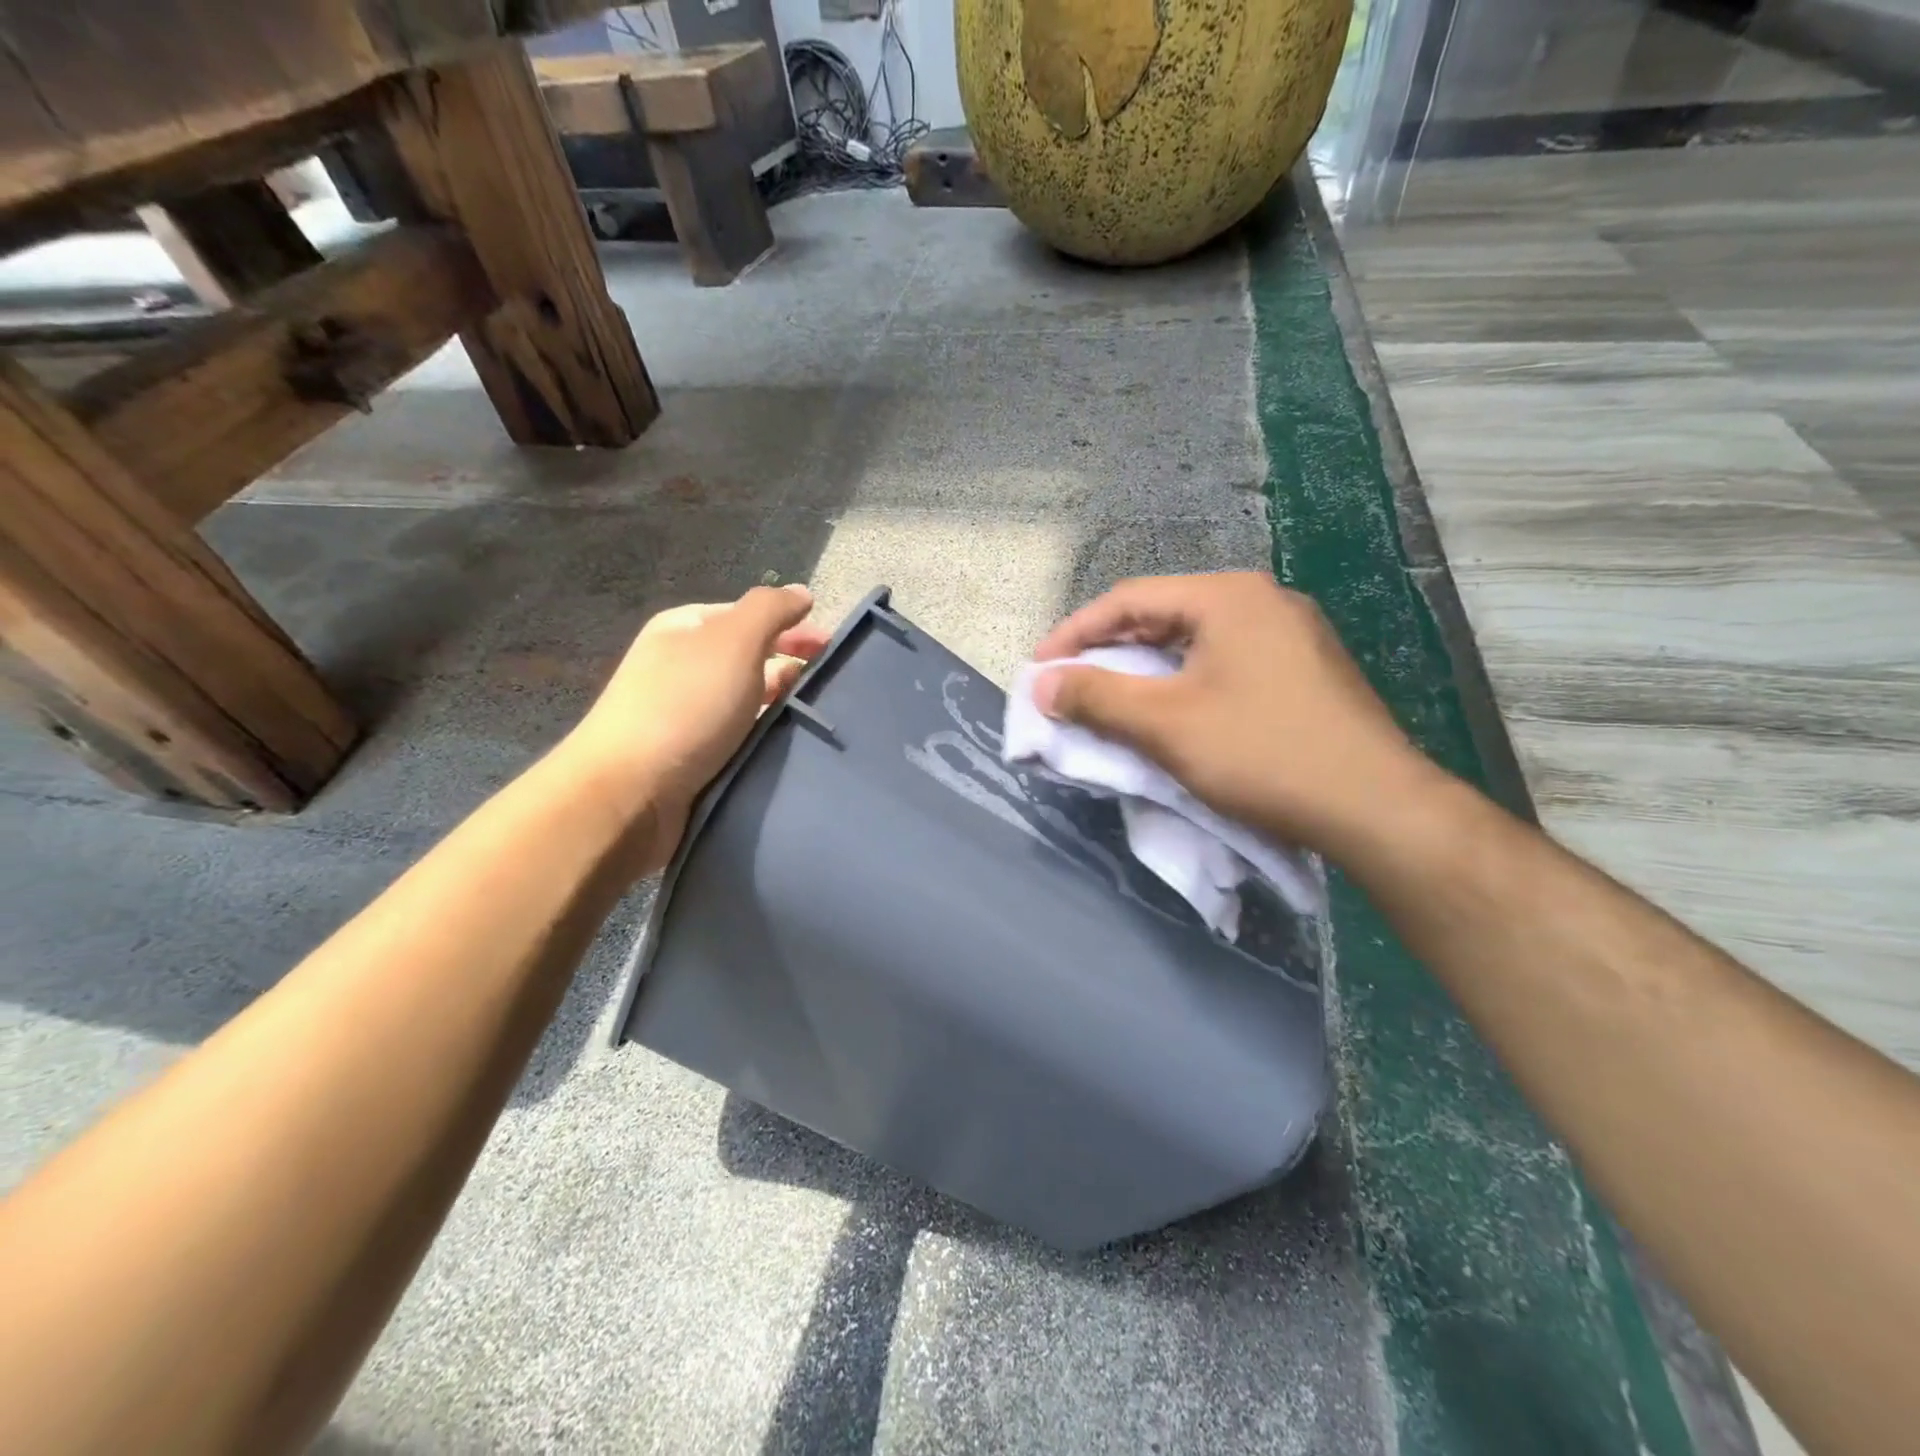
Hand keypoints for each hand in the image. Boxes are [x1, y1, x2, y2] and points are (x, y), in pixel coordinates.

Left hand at [563, 584, 830, 866]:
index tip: (832, 649)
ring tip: (818, 721)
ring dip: (782, 708)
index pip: (749, 616)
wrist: (629, 795)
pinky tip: (789, 750)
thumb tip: (800, 592)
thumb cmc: (685, 706)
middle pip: (750, 660)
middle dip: (791, 668)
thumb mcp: (733, 640)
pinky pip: (740, 740)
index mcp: (685, 630)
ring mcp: (686, 716)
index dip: (791, 627)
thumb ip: (770, 610)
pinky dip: (765, 740)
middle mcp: (683, 668)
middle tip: (830, 687)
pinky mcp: (692, 759)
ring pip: (748, 704)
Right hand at [1032, 573, 1448, 862]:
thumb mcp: (1165, 724)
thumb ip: (1097, 697)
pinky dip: (1183, 683)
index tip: (1039, 669)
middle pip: (1163, 616)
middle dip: (1109, 651)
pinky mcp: (1305, 671)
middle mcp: (1262, 601)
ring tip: (1111, 699)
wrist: (1375, 806)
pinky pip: (1225, 664)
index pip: (1129, 599)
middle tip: (1070, 684)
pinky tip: (1171, 712)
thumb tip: (1042, 683)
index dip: (1075, 632)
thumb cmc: (1261, 753)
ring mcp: (1291, 635)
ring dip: (1145, 669)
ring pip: (1195, 642)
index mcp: (1228, 596)